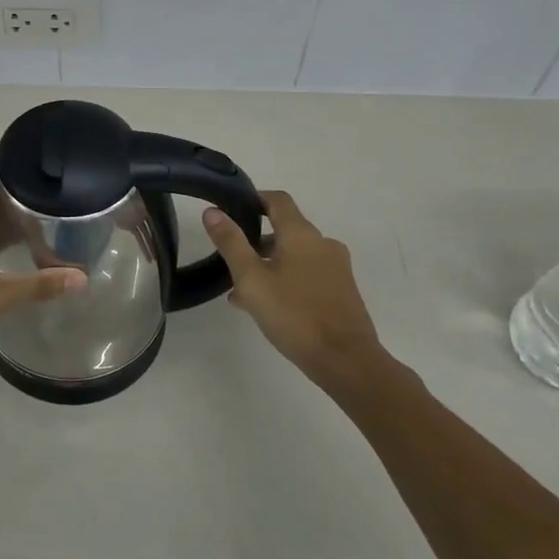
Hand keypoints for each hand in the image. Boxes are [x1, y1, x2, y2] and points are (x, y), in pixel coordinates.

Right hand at [204, 190, 383, 388]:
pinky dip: (286, 281)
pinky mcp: (342, 292)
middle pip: (286, 230)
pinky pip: (307, 275)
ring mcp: (336, 268)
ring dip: (269, 266)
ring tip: (242, 292)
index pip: (278, 200)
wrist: (346, 360)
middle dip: (257, 241)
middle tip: (231, 260)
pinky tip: (267, 307)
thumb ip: (231, 243)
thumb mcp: (251, 279)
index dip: (255, 199)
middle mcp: (323, 244)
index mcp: (302, 234)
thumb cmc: (294, 314)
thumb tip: (213, 212)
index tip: (233, 208)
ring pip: (295, 257)